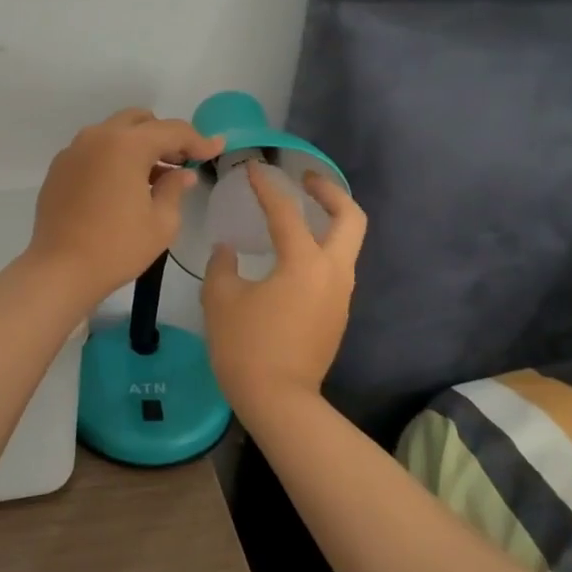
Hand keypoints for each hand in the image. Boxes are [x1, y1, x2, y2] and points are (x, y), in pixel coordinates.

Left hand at [28, 109, 224, 304]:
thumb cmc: (117, 247)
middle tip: (181, 161)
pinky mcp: (59, 168)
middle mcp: (97, 137)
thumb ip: (175, 189)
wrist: (60, 269)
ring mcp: (74, 150)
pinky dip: (113, 157)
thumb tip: (182, 174)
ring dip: (137, 145)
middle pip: (139, 121)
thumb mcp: (161, 222)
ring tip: (153, 176)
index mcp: (126, 145)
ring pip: (114, 133)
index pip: (171, 131)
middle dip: (163, 136)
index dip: (198, 139)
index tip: (216, 148)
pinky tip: (122, 186)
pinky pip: (93, 150)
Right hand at [202, 162, 366, 416]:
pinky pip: (335, 267)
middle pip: (350, 218)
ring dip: (329, 220)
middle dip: (330, 191)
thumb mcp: (221, 300)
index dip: (267, 187)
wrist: (279, 402)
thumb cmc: (246, 346)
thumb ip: (223, 266)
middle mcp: (332, 272)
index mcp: (304, 263)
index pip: (286, 212)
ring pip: (347, 244)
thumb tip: (227, 251)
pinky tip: (293, 254)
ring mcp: (340, 295)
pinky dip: (322, 247)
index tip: (253, 169)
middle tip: (305, 180)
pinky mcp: (337, 314)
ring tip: (298, 213)